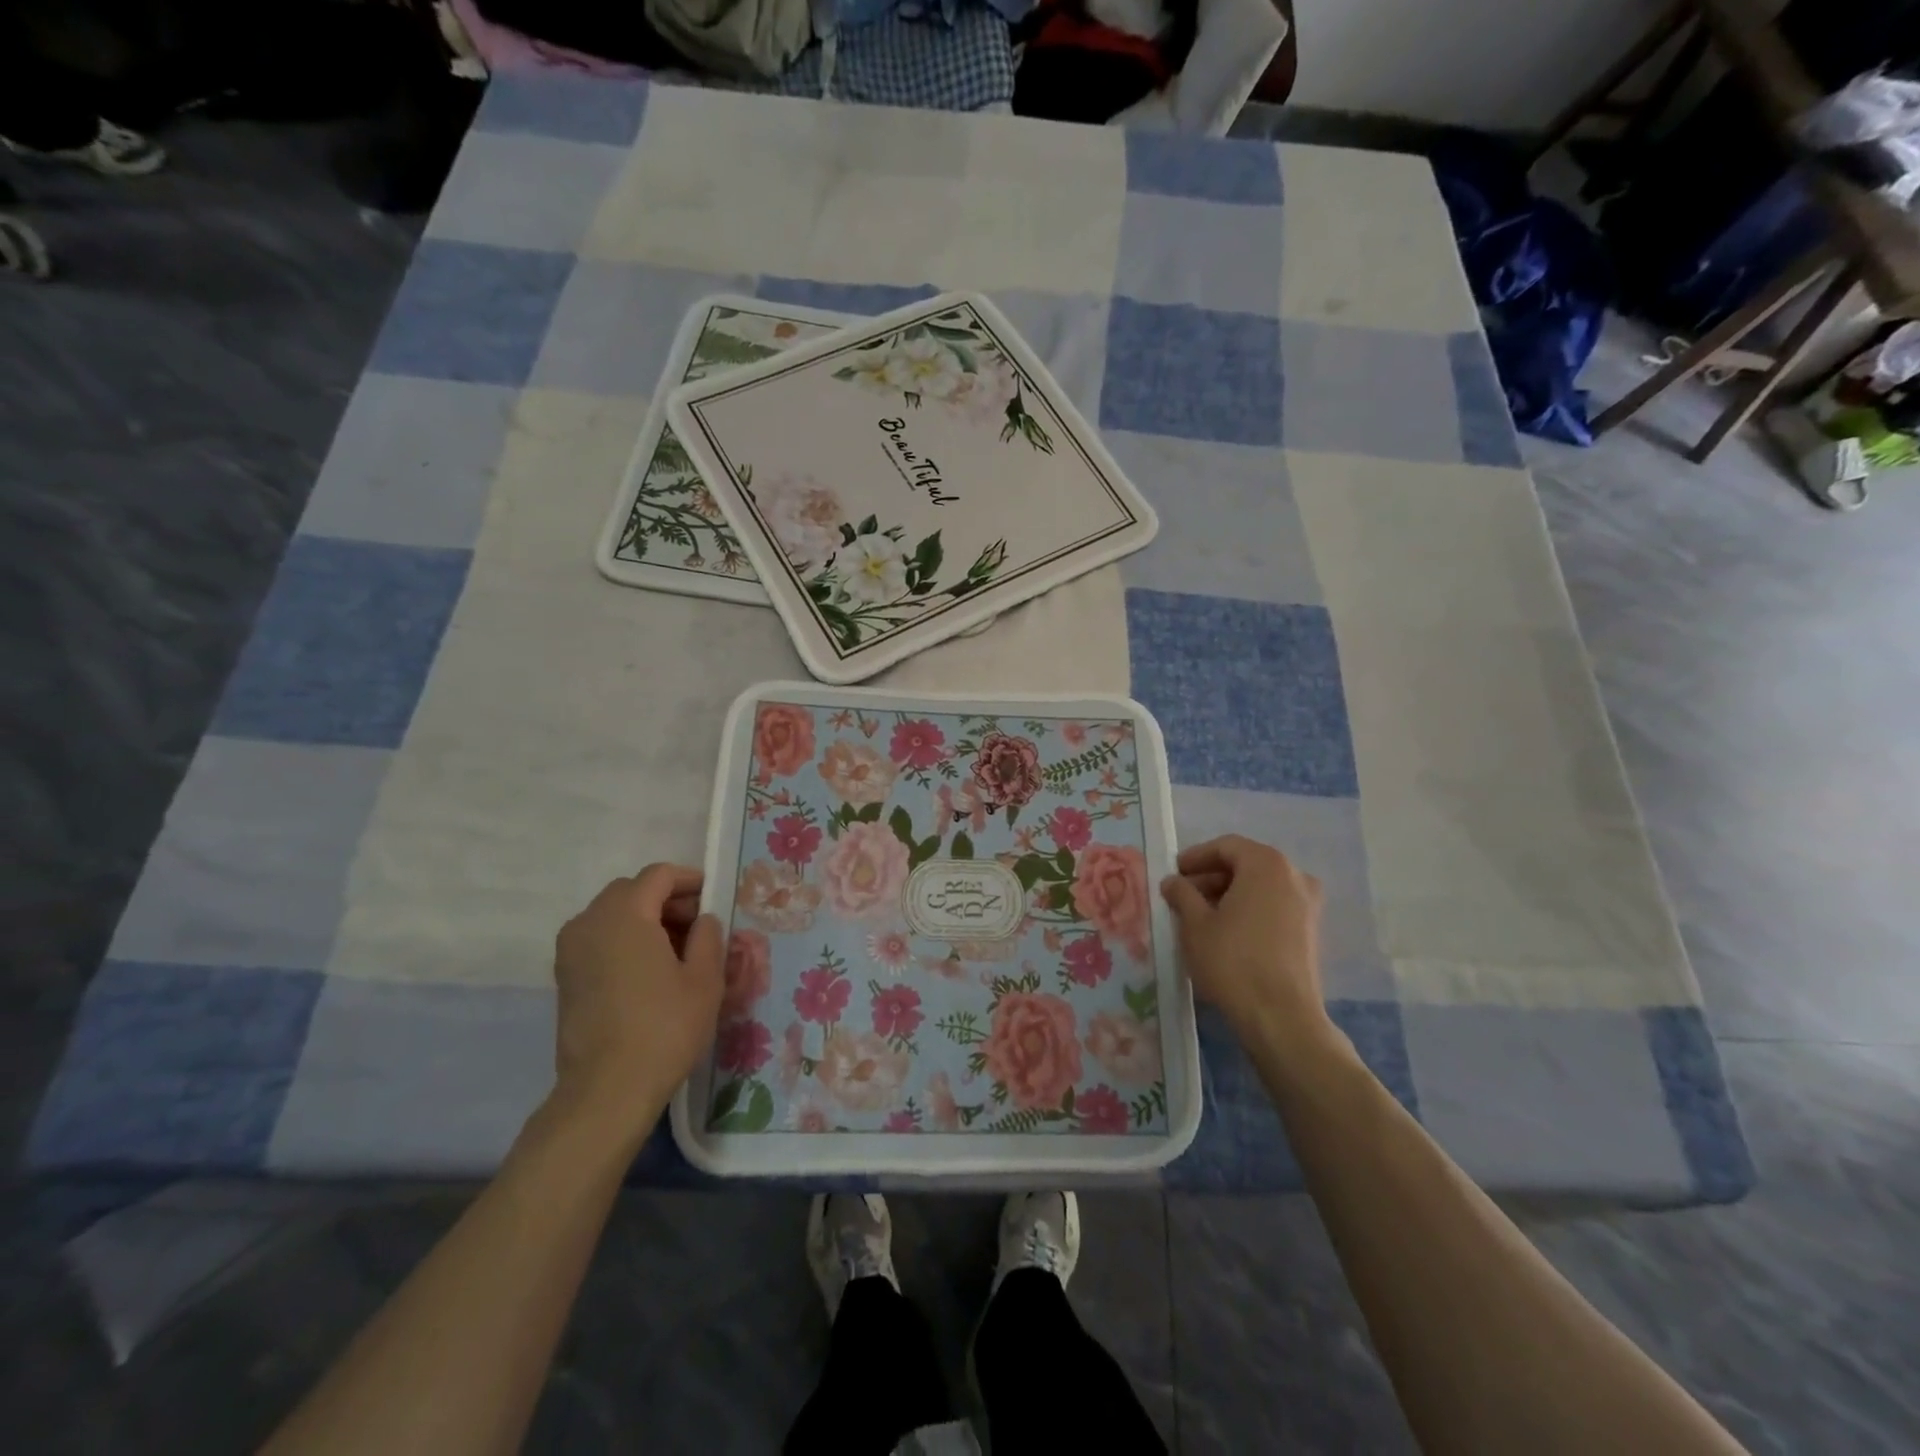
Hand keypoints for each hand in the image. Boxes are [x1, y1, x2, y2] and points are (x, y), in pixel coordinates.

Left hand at [550, 865, 724, 1136]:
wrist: (607, 1090)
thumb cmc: (664, 1027)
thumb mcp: (705, 978)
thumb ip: (708, 936)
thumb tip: (702, 920)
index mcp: (625, 913)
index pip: (659, 875)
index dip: (690, 880)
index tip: (714, 899)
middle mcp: (590, 922)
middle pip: (632, 891)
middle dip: (667, 900)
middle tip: (698, 927)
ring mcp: (571, 950)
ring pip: (613, 915)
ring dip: (645, 920)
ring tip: (676, 951)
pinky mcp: (565, 977)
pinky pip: (599, 939)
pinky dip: (625, 941)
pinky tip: (649, 971)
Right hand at [1160, 836, 1337, 1057]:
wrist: (1281, 1017)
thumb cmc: (1233, 960)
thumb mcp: (1195, 924)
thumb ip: (1182, 894)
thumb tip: (1173, 882)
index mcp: (1266, 864)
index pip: (1226, 846)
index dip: (1196, 857)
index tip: (1174, 873)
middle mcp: (1294, 876)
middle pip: (1246, 864)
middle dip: (1212, 876)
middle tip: (1183, 895)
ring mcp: (1308, 904)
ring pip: (1261, 886)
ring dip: (1229, 894)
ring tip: (1200, 915)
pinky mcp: (1311, 931)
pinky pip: (1274, 906)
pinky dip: (1249, 909)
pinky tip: (1226, 931)